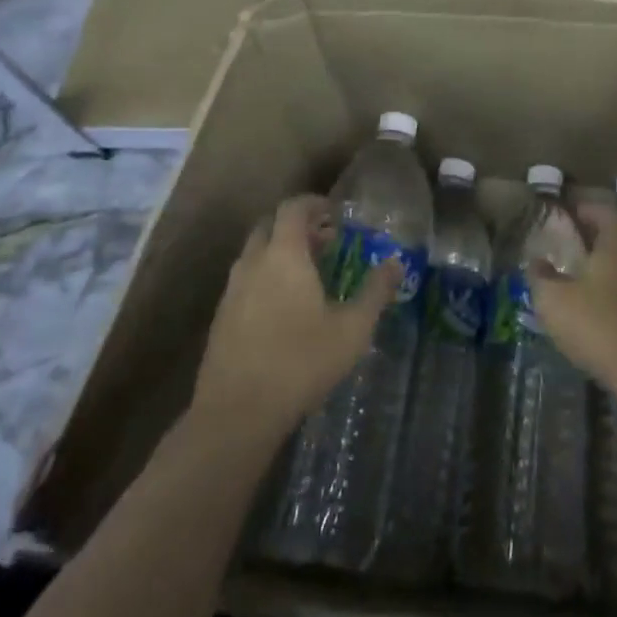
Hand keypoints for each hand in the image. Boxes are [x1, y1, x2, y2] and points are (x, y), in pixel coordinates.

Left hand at [192, 194, 401, 435]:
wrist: (236, 414)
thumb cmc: (301, 362)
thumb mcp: (352, 329)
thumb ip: (376, 291)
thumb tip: (396, 263)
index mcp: (284, 255)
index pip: (293, 208)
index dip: (314, 203)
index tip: (335, 212)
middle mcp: (253, 263)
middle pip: (269, 226)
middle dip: (296, 226)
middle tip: (325, 241)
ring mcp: (232, 291)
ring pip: (254, 254)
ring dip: (279, 252)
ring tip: (308, 274)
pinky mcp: (221, 318)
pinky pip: (245, 281)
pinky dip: (265, 278)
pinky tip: (284, 308)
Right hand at [531, 199, 616, 393]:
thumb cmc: (599, 327)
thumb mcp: (554, 302)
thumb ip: (541, 277)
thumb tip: (536, 261)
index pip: (605, 210)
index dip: (586, 209)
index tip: (569, 213)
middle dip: (604, 232)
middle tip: (582, 240)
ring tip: (596, 273)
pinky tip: (615, 303)